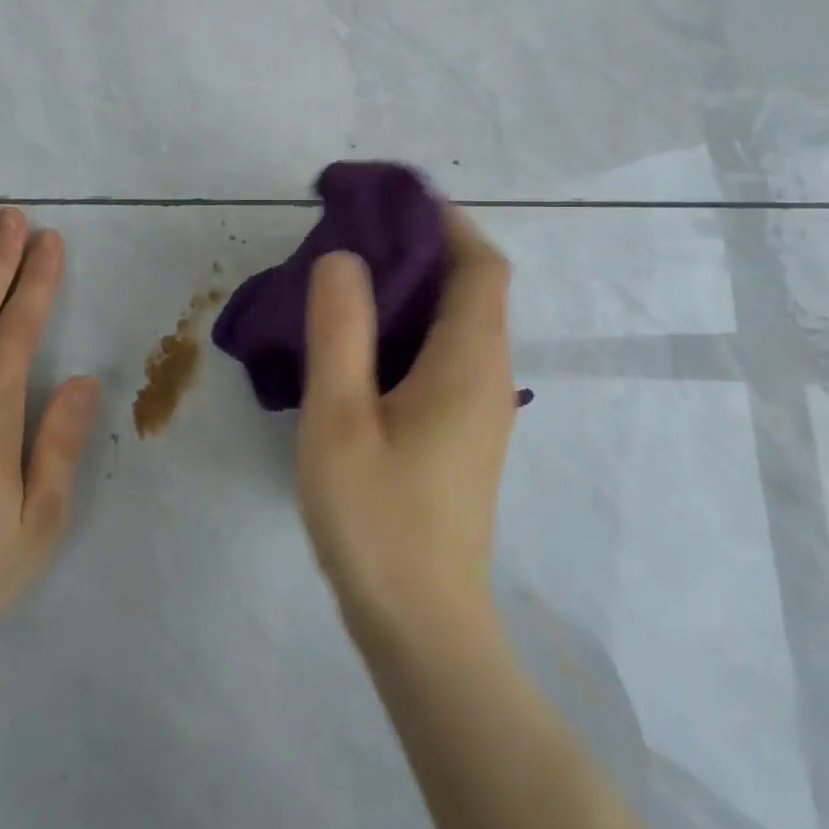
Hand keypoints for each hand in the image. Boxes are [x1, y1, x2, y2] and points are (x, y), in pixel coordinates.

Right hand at [297, 207, 517, 636]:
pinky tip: (358, 342)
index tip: (388, 202)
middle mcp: (487, 374)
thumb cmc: (377, 518)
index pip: (480, 263)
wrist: (420, 627)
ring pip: (456, 321)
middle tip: (352, 235)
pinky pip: (443, 353)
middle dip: (421, 247)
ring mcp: (478, 406)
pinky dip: (409, 326)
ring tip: (346, 277)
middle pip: (472, 286)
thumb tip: (345, 257)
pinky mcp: (460, 432)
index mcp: (468, 360)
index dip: (443, 221)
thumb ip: (341, 330)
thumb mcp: (341, 417)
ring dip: (412, 287)